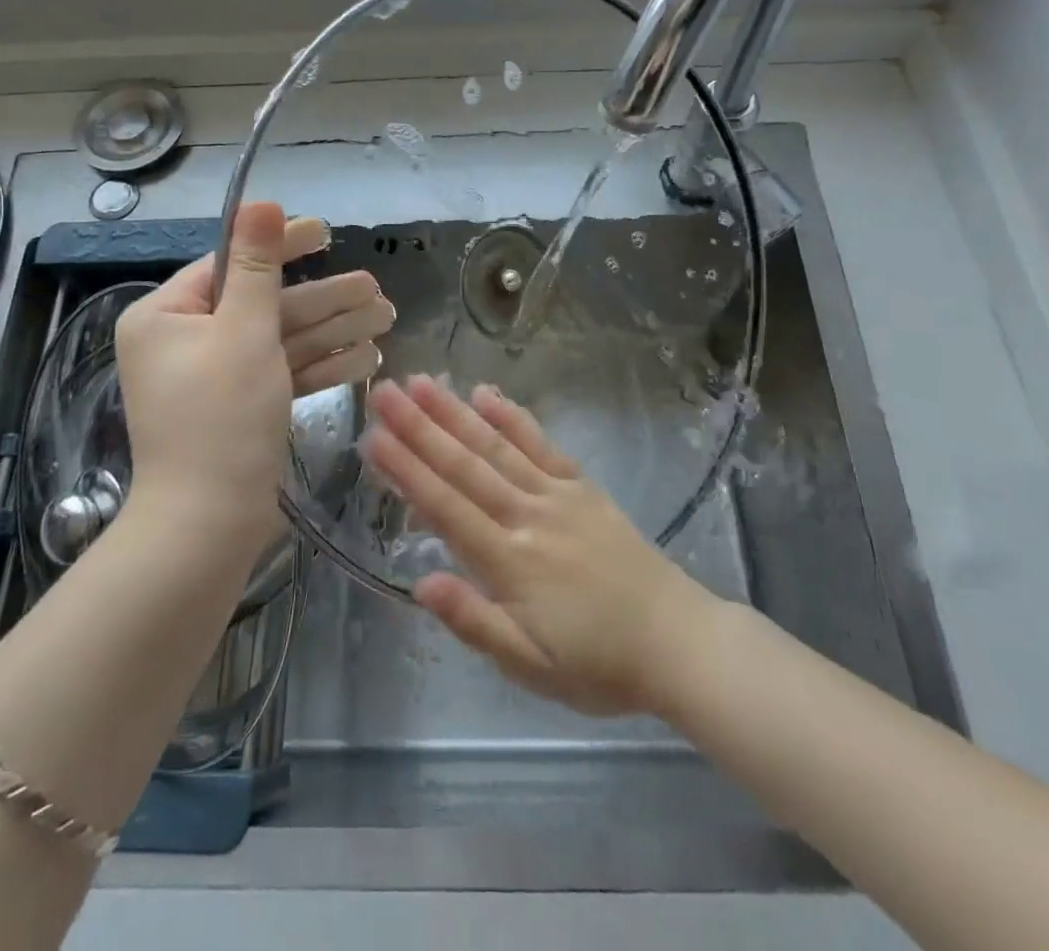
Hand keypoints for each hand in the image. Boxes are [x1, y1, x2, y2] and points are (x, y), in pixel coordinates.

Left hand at [117, 203, 393, 548]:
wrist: (207, 527)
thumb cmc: (221, 419)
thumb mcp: (244, 331)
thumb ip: (258, 266)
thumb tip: (262, 202)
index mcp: (167, 315)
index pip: (230, 264)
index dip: (281, 246)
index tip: (326, 231)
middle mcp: (185, 341)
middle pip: (265, 305)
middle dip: (324, 299)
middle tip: (376, 290)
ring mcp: (215, 377)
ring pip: (281, 341)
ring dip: (333, 331)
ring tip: (387, 319)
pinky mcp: (239, 407)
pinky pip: (281, 374)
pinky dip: (320, 367)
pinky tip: (367, 360)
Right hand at [362, 375, 709, 716]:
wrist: (675, 640)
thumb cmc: (596, 663)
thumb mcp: (530, 665)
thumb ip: (474, 622)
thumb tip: (420, 584)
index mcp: (509, 561)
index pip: (445, 507)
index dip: (406, 471)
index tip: (373, 437)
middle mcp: (527, 515)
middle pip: (464, 465)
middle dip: (420, 428)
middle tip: (386, 393)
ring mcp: (556, 494)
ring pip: (496, 446)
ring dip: (456, 413)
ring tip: (423, 382)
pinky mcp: (581, 486)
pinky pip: (541, 444)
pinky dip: (512, 417)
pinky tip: (486, 394)